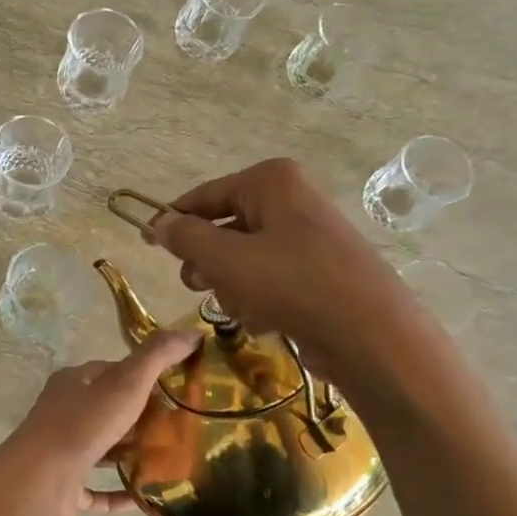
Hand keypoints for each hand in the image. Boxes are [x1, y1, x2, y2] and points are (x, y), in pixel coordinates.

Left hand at [1, 328, 201, 515]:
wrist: (40, 483)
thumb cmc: (83, 426)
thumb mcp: (126, 383)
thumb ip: (158, 356)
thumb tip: (193, 332)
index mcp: (73, 383)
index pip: (113, 371)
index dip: (145, 376)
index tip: (178, 387)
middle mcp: (64, 413)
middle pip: (109, 410)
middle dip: (143, 417)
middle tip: (182, 426)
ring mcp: (62, 453)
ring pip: (102, 450)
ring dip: (131, 454)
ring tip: (171, 459)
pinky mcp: (64, 489)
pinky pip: (98, 490)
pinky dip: (121, 492)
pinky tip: (146, 496)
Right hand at [147, 158, 406, 368]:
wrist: (369, 332)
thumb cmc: (291, 284)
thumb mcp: (226, 259)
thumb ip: (186, 238)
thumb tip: (159, 223)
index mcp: (271, 182)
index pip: (204, 196)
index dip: (173, 221)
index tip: (147, 243)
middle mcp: (292, 200)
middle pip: (225, 228)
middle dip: (208, 262)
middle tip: (197, 286)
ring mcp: (308, 237)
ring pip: (244, 259)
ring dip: (232, 287)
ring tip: (242, 308)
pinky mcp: (318, 272)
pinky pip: (270, 279)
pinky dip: (259, 299)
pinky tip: (265, 320)